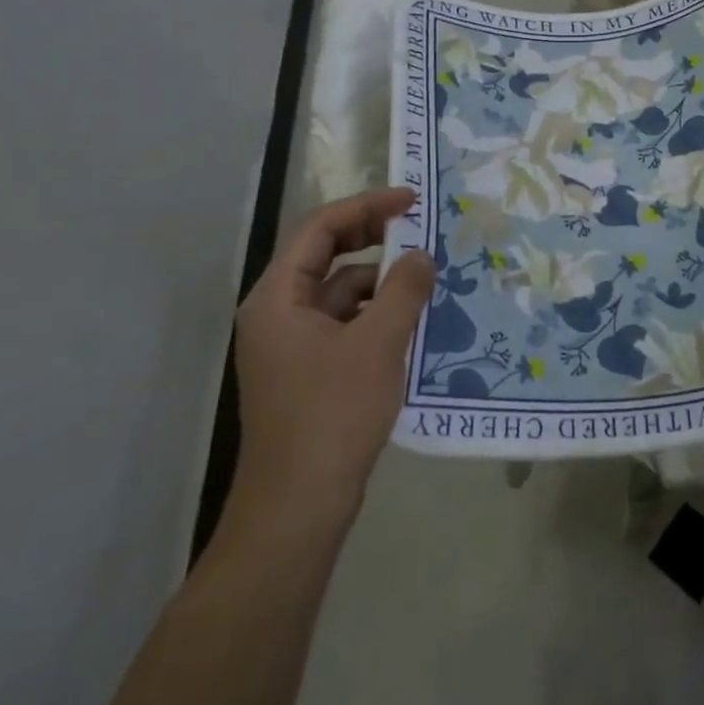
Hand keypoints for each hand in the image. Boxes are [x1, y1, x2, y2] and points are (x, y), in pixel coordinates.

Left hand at [228, 189, 434, 531]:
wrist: (299, 503)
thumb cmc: (334, 413)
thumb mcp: (378, 343)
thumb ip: (403, 290)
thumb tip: (421, 256)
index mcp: (279, 298)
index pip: (320, 229)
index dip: (367, 206)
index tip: (411, 200)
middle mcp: (277, 313)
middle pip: (325, 256)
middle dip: (372, 238)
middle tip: (419, 228)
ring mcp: (290, 345)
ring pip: (338, 293)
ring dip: (379, 281)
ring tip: (426, 280)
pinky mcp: (308, 371)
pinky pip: (344, 324)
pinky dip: (376, 314)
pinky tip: (411, 322)